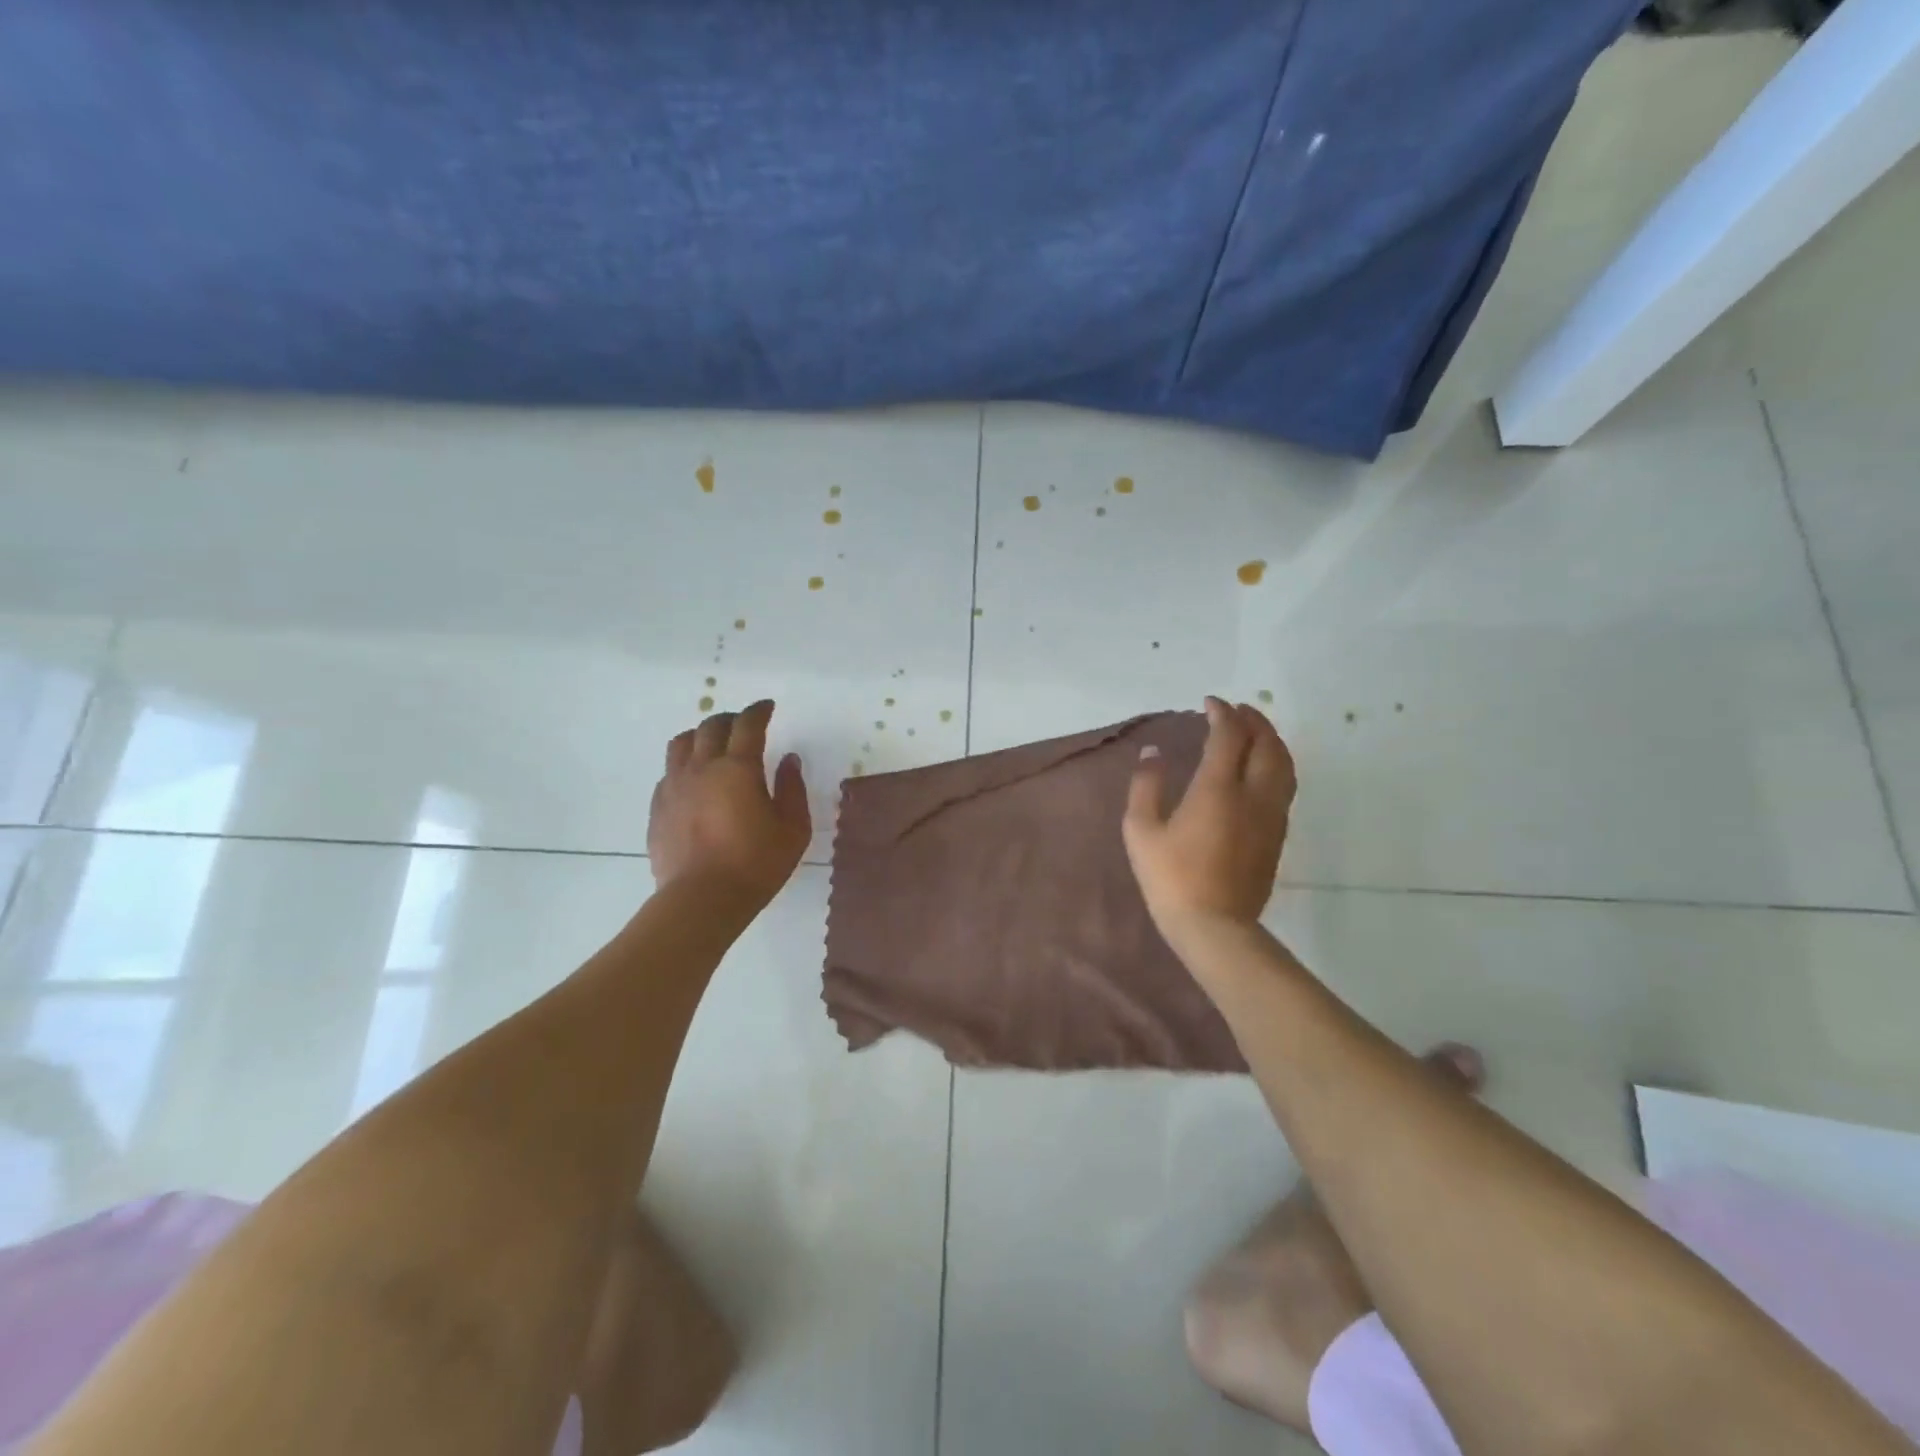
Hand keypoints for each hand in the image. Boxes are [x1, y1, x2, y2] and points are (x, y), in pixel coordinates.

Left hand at [649, 700, 810, 906]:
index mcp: (738, 768)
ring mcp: (674, 786)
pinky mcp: (657, 807)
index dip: (759, 711)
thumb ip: (792, 788)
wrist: (702, 900)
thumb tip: (788, 760)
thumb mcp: (793, 828)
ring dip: (700, 735)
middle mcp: (702, 768)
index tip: (767, 707)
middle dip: (730, 719)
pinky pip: (668, 772)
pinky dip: (684, 765)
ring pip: (681, 743)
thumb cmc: (756, 864)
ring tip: (713, 744)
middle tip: (744, 725)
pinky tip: (694, 780)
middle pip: (711, 727)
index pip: (748, 725)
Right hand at [1123, 697, 1295, 948]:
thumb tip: (1153, 753)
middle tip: (1238, 709)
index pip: (1229, 735)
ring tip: (1257, 731)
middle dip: (1254, 720)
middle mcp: (1253, 794)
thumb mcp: (1141, 830)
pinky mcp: (1278, 835)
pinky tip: (1264, 769)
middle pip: (1266, 744)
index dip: (1222, 713)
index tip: (1210, 703)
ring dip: (1272, 740)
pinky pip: (1285, 786)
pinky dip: (1277, 764)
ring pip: (1284, 765)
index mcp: (1218, 788)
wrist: (1214, 926)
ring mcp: (1271, 816)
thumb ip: (1146, 786)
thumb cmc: (1170, 877)